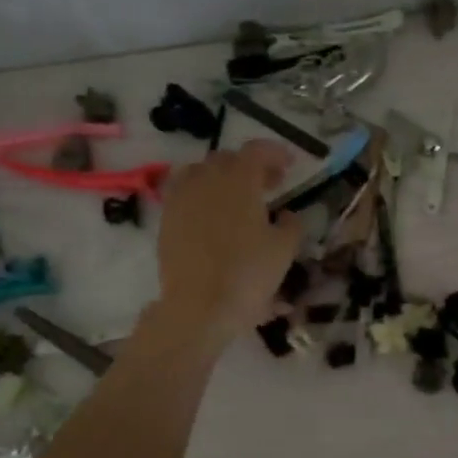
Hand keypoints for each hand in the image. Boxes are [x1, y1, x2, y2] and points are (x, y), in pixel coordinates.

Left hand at [153, 140, 302, 344]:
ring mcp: (181, 199)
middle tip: (269, 184)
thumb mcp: (284, 249)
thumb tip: (286, 214)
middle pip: (227, 158)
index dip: (275, 153)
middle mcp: (206, 180)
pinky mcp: (166, 220)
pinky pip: (184, 193)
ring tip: (237, 197)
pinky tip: (213, 215)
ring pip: (201, 173)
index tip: (290, 164)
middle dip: (250, 165)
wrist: (200, 307)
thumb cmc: (248, 274)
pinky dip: (201, 195)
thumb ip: (291, 224)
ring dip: (222, 177)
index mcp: (239, 180)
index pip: (257, 151)